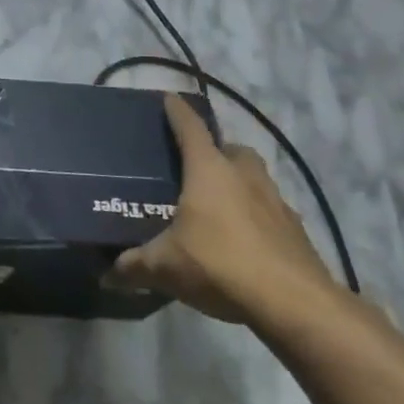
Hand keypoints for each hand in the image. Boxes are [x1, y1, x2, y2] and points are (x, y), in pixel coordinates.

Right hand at [110, 93, 334, 323]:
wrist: (295, 304)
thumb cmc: (220, 265)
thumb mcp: (164, 267)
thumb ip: (133, 266)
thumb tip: (107, 274)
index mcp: (209, 171)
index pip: (191, 128)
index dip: (178, 112)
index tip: (169, 98)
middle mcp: (246, 177)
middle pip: (232, 150)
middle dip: (217, 151)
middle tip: (195, 166)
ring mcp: (277, 203)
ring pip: (256, 179)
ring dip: (240, 184)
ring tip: (218, 205)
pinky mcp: (296, 232)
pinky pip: (271, 212)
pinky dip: (257, 217)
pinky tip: (243, 241)